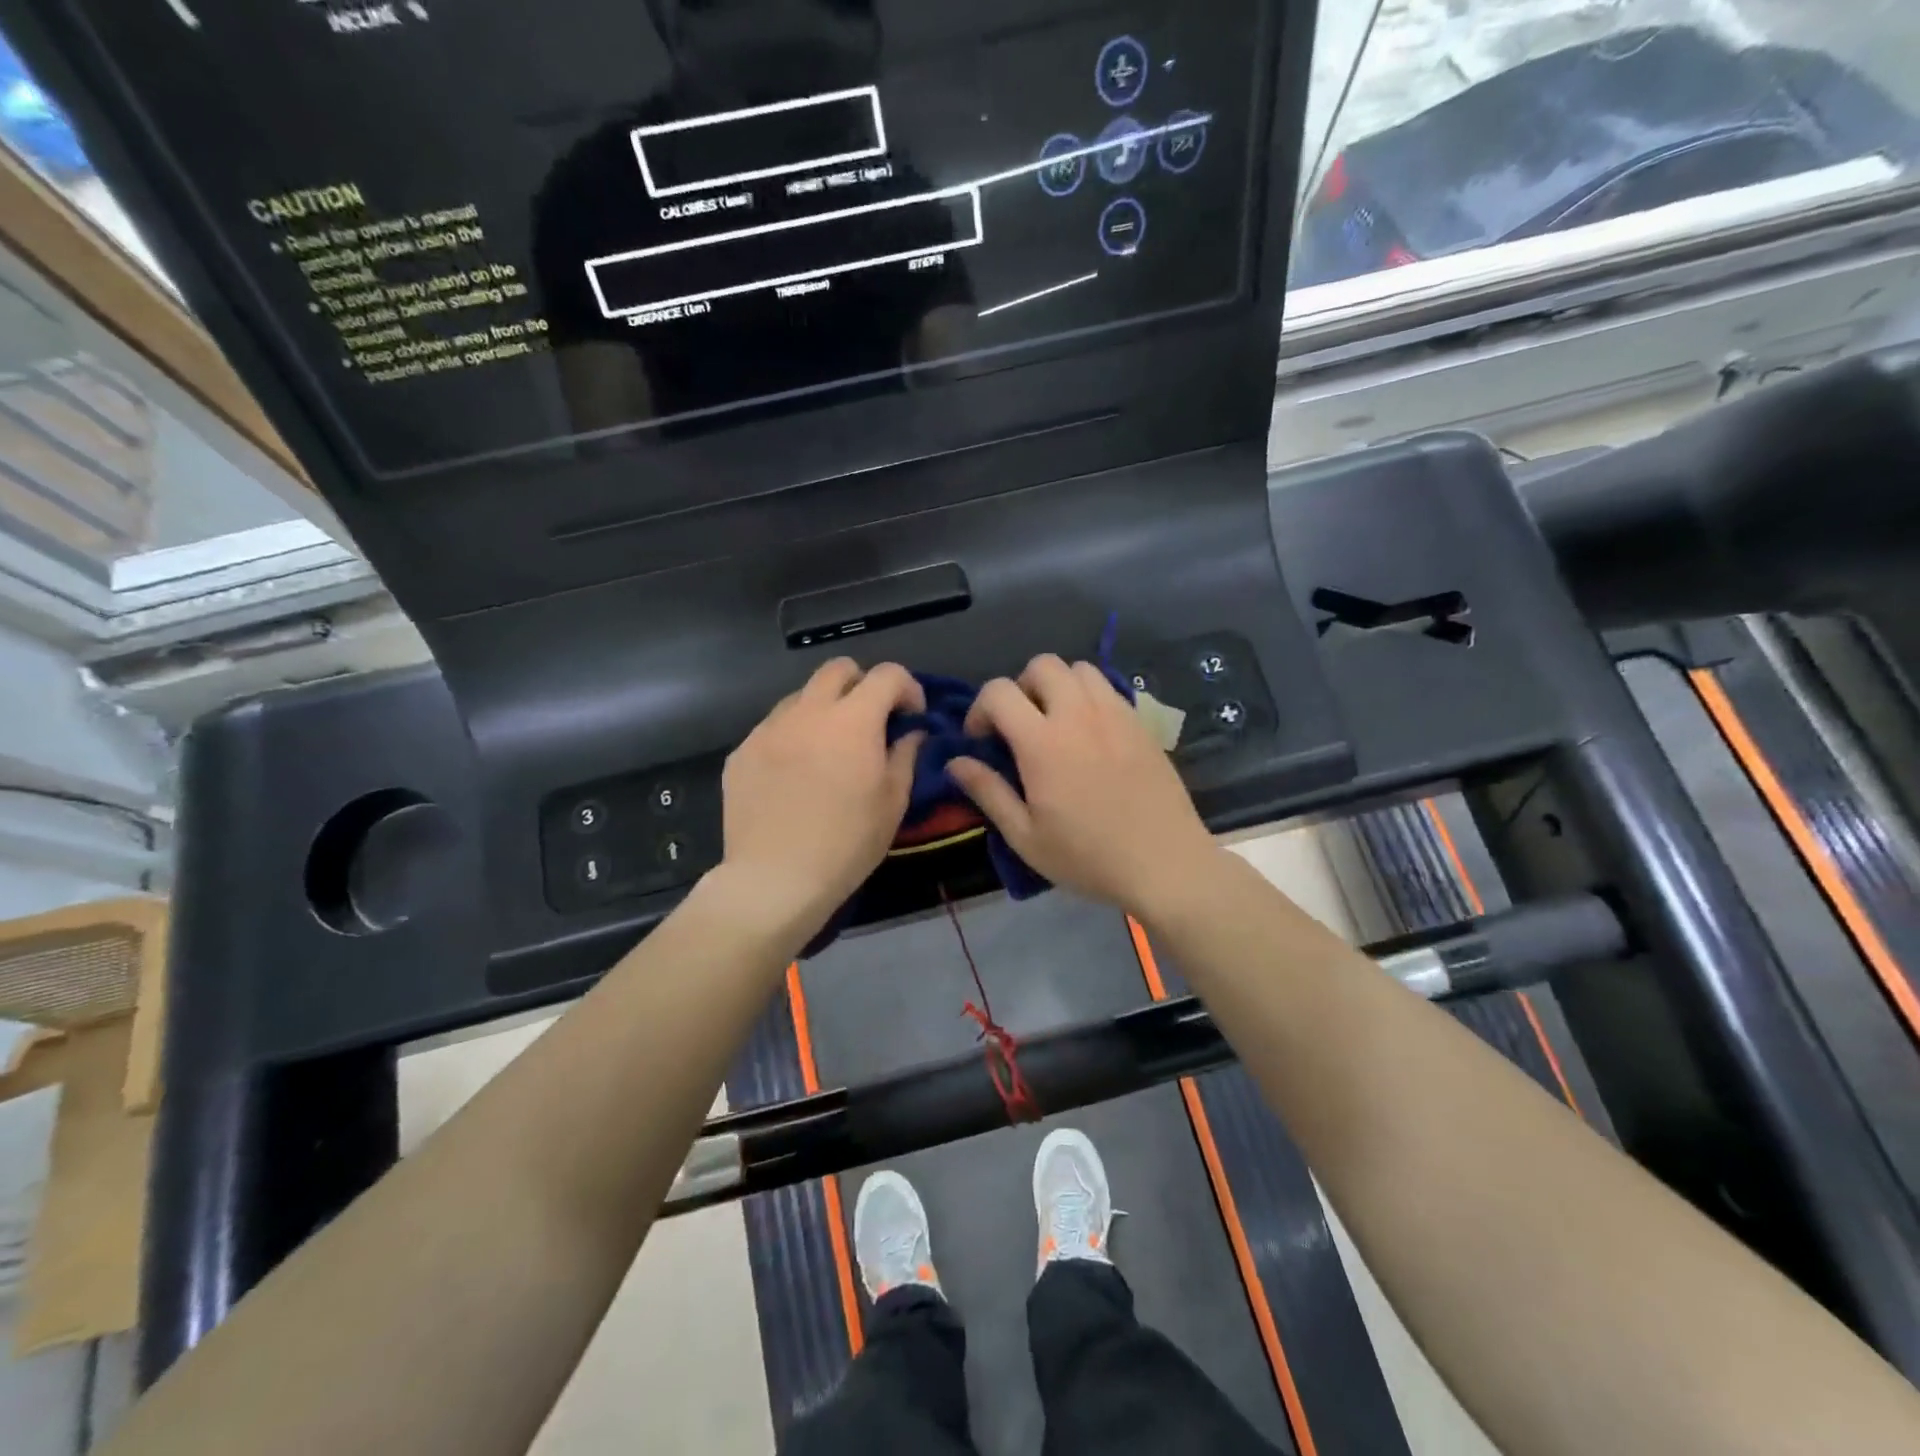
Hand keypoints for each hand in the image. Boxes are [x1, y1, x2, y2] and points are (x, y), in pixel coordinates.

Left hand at [718, 658, 924, 935]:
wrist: (775, 879)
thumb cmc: (847, 843)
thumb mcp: (893, 802)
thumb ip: (905, 755)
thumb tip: (911, 733)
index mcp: (852, 720)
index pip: (887, 675)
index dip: (908, 688)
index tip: (912, 717)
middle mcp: (807, 711)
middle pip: (838, 669)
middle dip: (862, 684)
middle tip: (871, 720)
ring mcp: (768, 729)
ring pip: (801, 697)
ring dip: (824, 710)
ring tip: (829, 748)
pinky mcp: (741, 752)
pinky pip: (773, 728)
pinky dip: (793, 737)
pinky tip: (795, 774)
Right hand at [948, 654, 1220, 915]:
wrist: (1165, 864)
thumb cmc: (1088, 857)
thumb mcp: (1026, 837)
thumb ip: (988, 792)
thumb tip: (955, 762)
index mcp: (1043, 742)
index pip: (999, 692)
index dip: (980, 709)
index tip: (981, 741)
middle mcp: (1079, 715)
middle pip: (1042, 665)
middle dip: (1020, 687)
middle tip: (1019, 726)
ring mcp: (1115, 714)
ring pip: (1079, 669)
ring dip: (1058, 686)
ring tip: (1056, 723)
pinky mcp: (1141, 723)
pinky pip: (1108, 688)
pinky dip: (1089, 697)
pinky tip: (1090, 734)